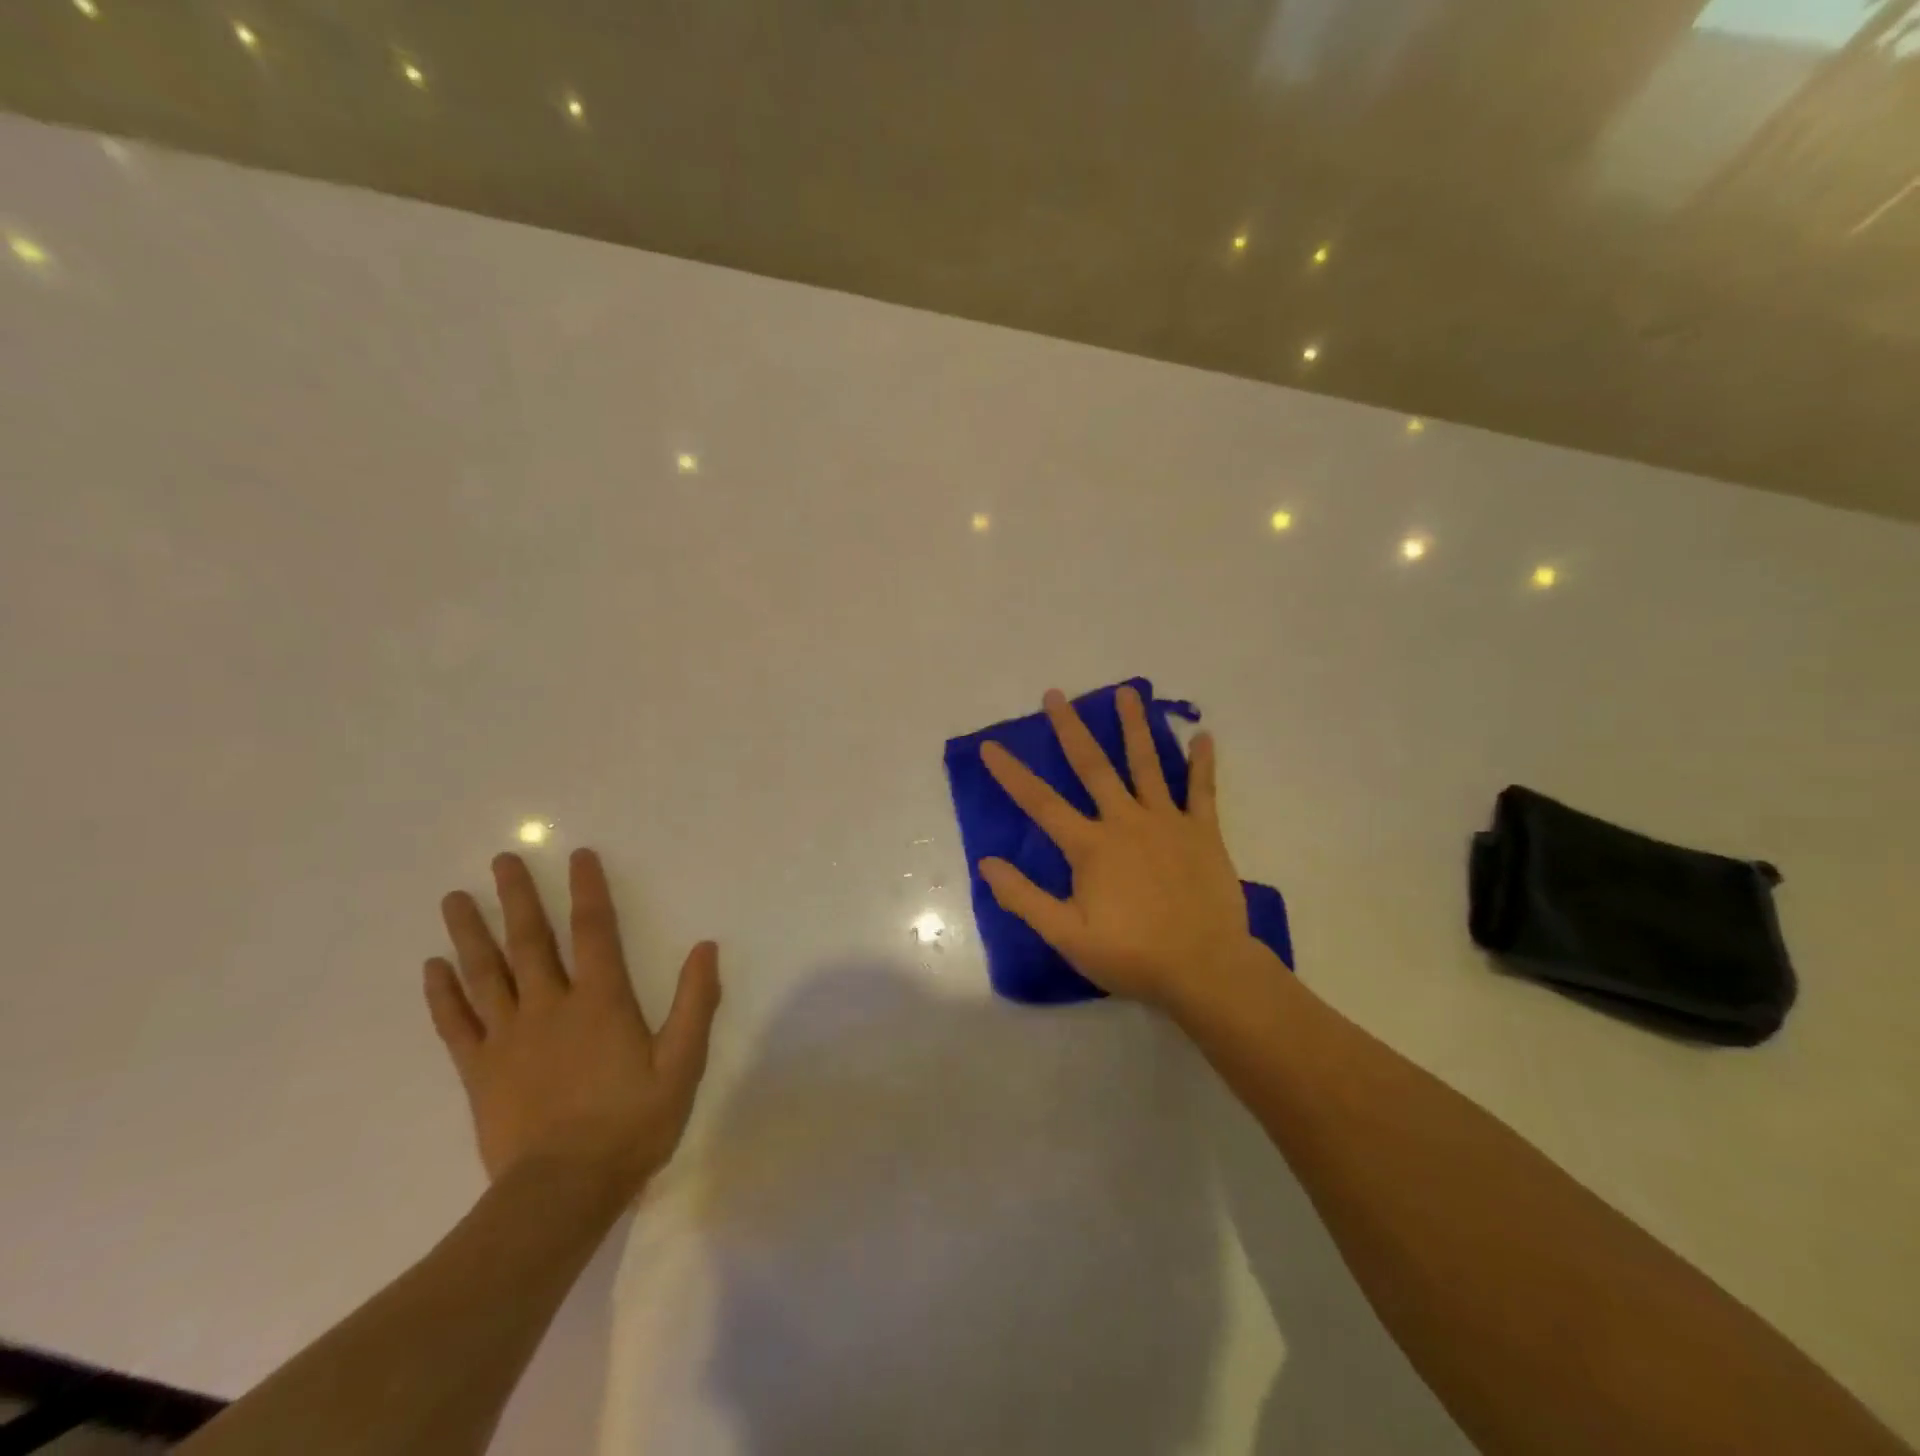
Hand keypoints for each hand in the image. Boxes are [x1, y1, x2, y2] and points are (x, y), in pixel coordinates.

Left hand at [424, 848, 719, 1197]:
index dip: (587, 890)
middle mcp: (550, 1006)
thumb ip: (695, 1003)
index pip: (595, 930)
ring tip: (455, 897)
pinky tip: (431, 967)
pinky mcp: (479, 1071)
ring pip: (486, 973)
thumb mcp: (682, 1064)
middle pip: (531, 941)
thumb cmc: (631, 1124)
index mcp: (601, 1001)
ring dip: (470, 933)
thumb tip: (706, 947)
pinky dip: (443, 993)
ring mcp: (508, 1038)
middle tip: (502, 860)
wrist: (562, 1192)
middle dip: (517, 897)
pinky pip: (456, 1023)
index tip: (577, 856)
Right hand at [978, 686, 1255, 1006]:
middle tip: (1055, 694)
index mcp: (1091, 846)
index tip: (991, 745)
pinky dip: (1202, 762)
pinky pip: (1202, 790)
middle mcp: (1125, 821)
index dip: (1012, 774)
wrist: (1205, 968)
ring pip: (1147, 764)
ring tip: (1127, 691)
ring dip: (1134, 726)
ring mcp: (1167, 822)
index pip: (1041, 803)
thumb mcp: (1067, 935)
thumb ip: (1025, 898)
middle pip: (1093, 766)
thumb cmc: (1132, 954)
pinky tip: (1203, 734)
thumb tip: (987, 862)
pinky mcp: (1203, 831)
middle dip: (1070, 728)